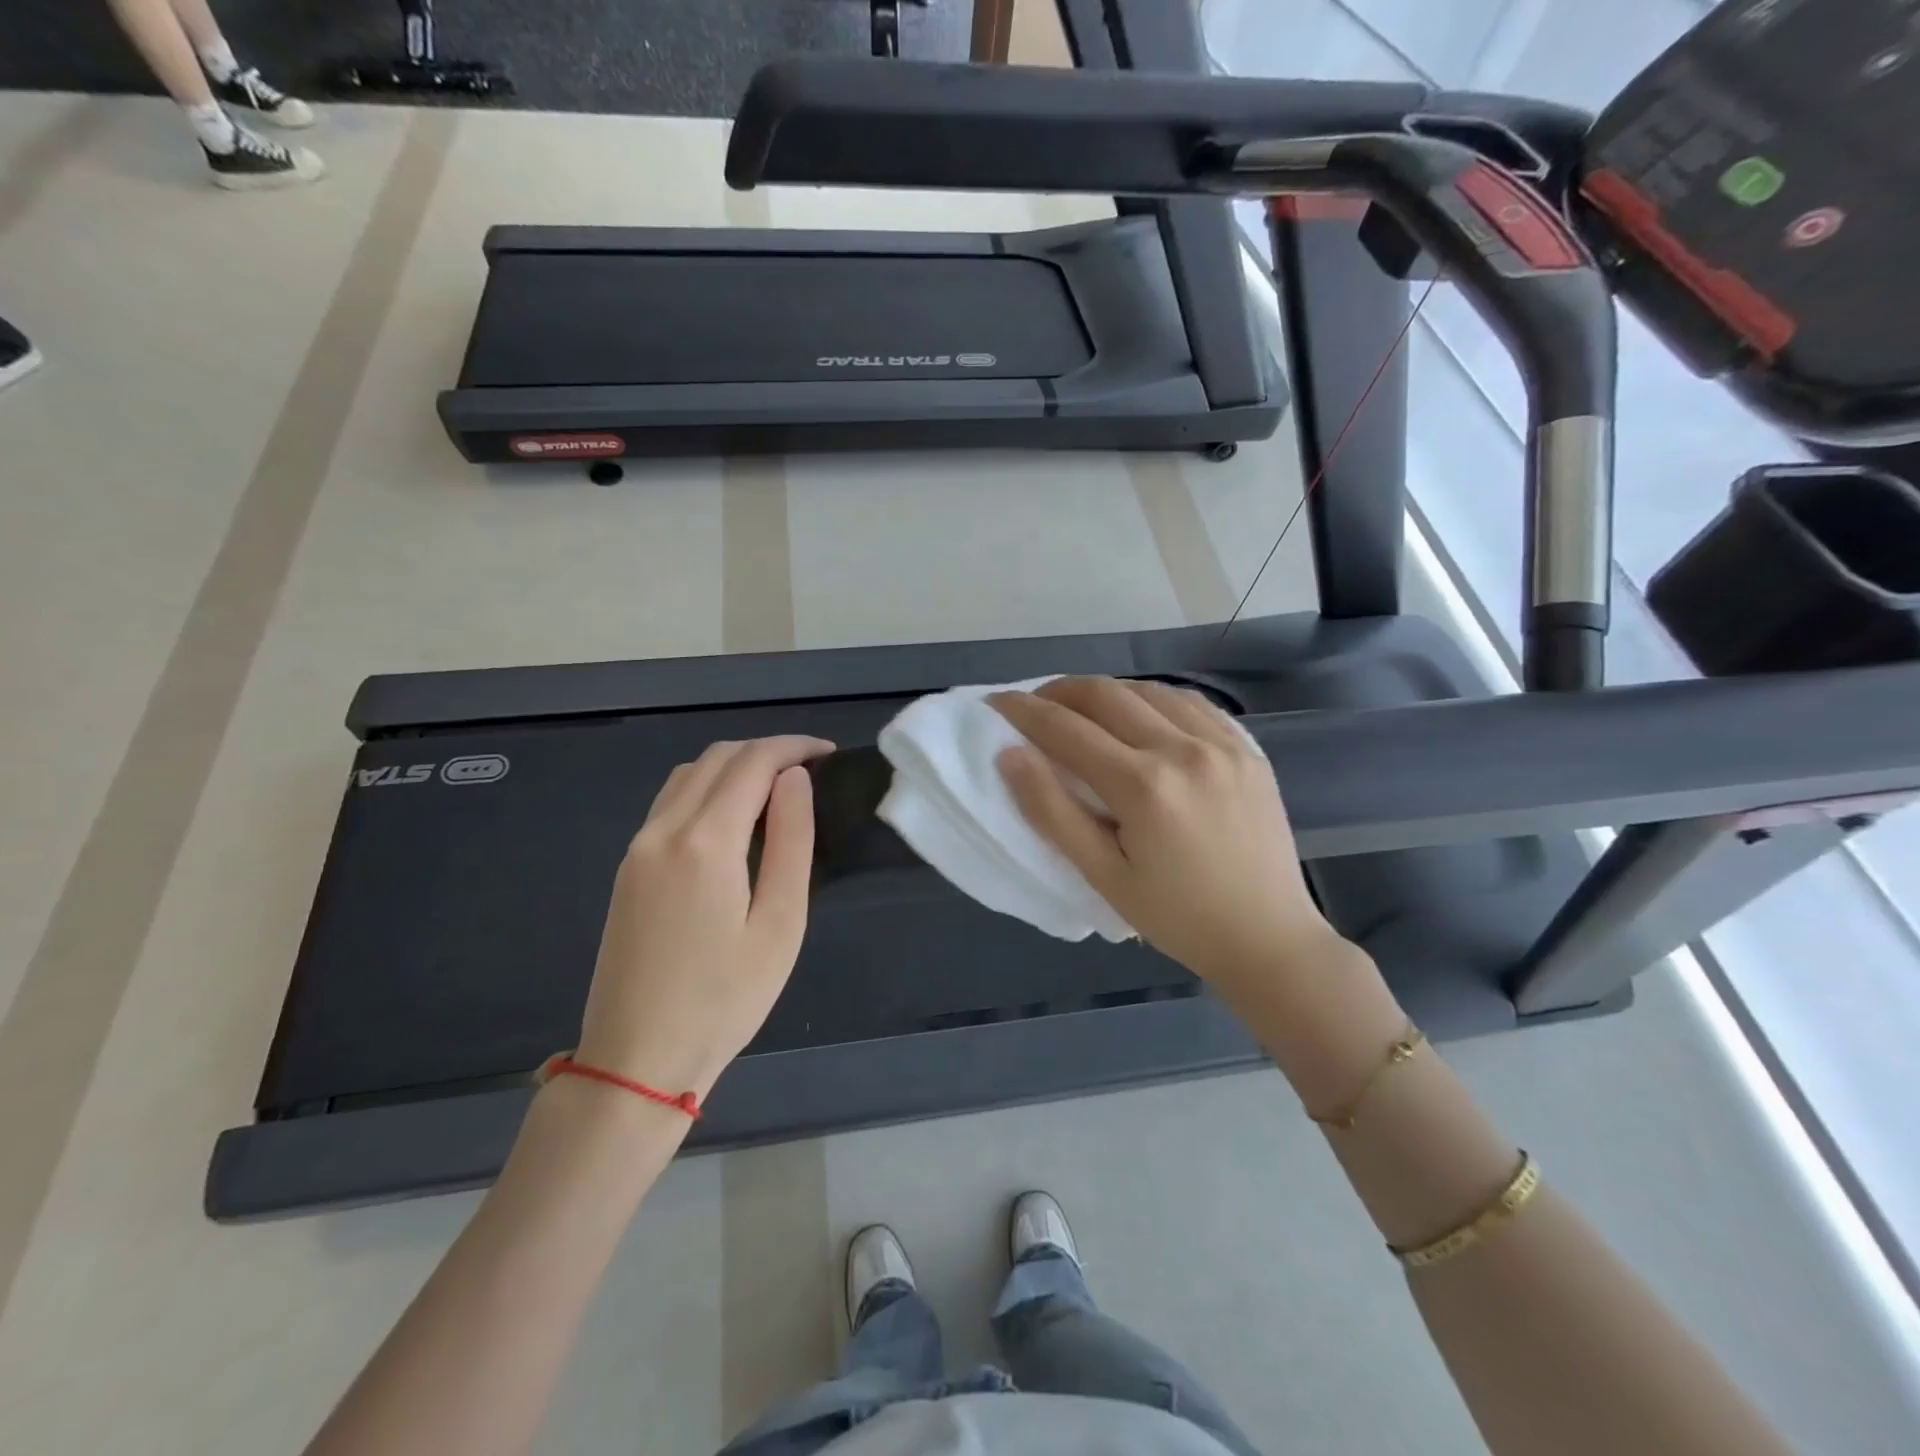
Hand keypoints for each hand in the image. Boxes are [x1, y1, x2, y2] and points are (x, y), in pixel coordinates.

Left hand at [574, 735, 832, 1100]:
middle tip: (811, 770)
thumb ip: (790, 841)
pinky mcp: (628, 868)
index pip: (753, 763)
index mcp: (705, 842)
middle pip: (717, 758)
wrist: (637, 1059)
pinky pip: (670, 802)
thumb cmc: (724, 999)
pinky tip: (733, 817)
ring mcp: (638, 847)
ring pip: (688, 774)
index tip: (830, 754)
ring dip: (735, 765)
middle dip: (767, 750)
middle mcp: (663, 830)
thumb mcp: (780, 924)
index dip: (794, 747)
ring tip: (777, 788)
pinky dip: (707, 787)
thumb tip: (794, 779)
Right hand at [991, 677, 1343, 1007]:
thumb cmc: (1176, 918)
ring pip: (1148, 689)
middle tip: (1033, 703)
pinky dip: (1153, 698)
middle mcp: (1183, 749)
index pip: (1066, 729)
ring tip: (1081, 708)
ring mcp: (1221, 744)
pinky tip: (1140, 712)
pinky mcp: (1247, 749)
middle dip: (1059, 691)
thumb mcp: (1103, 876)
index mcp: (1143, 786)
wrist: (1268, 938)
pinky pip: (1191, 702)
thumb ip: (1052, 812)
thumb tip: (1010, 755)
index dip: (1023, 711)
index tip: (996, 702)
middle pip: (1106, 694)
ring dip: (1106, 691)